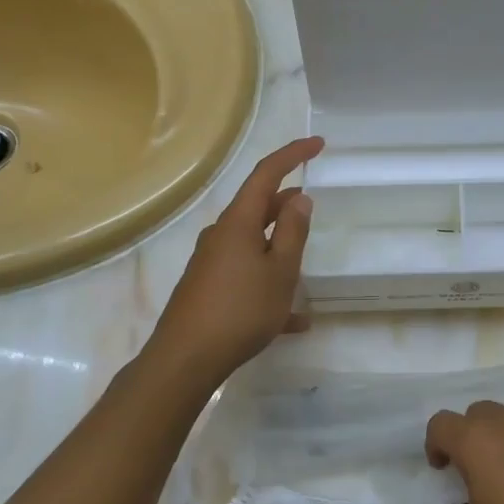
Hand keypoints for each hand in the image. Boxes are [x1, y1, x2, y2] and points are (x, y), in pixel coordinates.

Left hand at [148, 137, 321, 385]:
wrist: (185, 359)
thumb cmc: (240, 310)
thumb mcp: (280, 271)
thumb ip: (292, 232)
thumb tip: (298, 198)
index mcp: (238, 222)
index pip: (267, 174)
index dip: (293, 155)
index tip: (318, 144)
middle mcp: (221, 235)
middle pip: (258, 209)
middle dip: (286, 207)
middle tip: (313, 211)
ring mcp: (211, 262)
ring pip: (253, 244)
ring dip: (280, 250)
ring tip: (305, 269)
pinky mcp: (207, 288)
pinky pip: (245, 276)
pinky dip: (268, 286)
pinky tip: (292, 321)